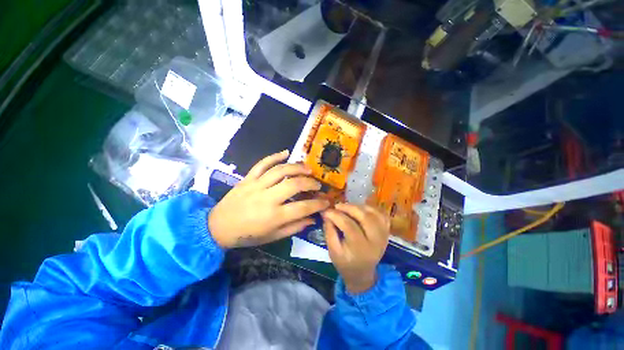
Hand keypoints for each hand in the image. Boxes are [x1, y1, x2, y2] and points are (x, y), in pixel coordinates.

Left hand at [209, 150, 329, 247]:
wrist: (217, 227)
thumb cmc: (247, 235)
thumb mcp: (272, 237)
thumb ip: (294, 227)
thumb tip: (312, 218)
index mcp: (274, 216)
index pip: (303, 207)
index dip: (318, 204)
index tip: (327, 201)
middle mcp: (267, 198)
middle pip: (294, 185)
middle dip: (310, 183)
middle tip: (317, 184)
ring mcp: (256, 185)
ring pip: (281, 170)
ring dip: (297, 167)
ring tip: (308, 168)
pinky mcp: (248, 178)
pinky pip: (262, 163)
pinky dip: (275, 156)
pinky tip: (286, 152)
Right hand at [323, 204, 390, 293]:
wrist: (362, 272)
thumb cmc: (345, 262)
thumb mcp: (332, 251)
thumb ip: (329, 231)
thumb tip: (327, 213)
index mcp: (360, 249)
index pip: (349, 226)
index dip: (336, 215)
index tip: (326, 211)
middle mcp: (375, 240)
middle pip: (365, 217)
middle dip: (349, 207)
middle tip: (337, 206)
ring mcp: (384, 235)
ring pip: (374, 213)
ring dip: (359, 206)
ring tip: (347, 207)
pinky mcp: (386, 231)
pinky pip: (382, 214)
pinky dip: (371, 208)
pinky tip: (360, 209)